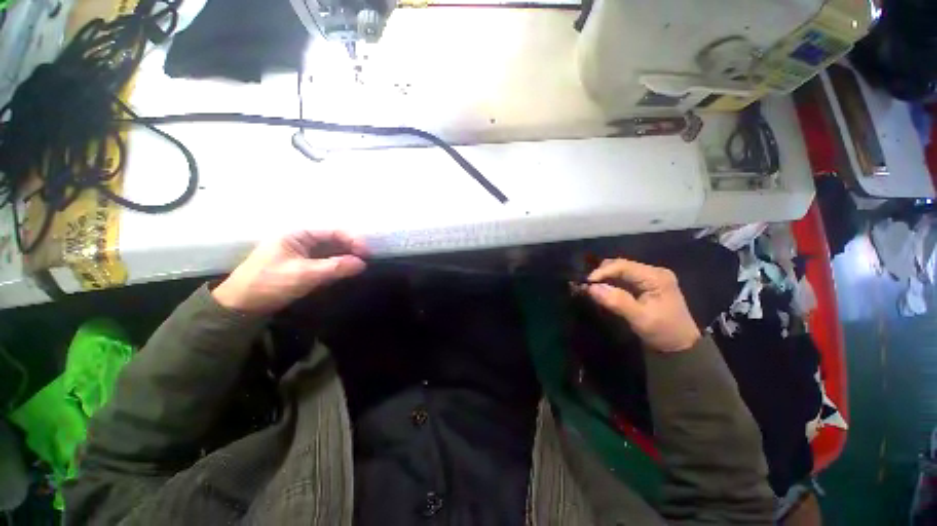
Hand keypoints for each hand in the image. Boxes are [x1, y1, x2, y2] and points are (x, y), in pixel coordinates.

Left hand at [213, 231, 367, 314]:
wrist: (240, 306)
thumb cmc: (269, 283)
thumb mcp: (303, 274)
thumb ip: (334, 267)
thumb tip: (362, 263)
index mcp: (297, 234)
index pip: (332, 232)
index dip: (352, 240)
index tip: (367, 254)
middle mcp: (300, 240)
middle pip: (333, 240)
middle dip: (350, 249)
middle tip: (366, 261)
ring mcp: (301, 253)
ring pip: (330, 252)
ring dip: (345, 259)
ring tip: (359, 267)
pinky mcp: (301, 266)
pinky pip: (324, 262)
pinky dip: (336, 267)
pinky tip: (345, 272)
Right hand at [586, 259, 700, 352]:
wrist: (680, 347)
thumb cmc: (663, 332)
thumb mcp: (640, 318)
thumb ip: (616, 301)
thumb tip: (591, 288)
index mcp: (656, 277)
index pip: (623, 266)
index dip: (602, 272)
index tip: (586, 282)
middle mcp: (653, 272)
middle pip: (620, 265)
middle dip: (602, 273)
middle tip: (587, 286)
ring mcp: (649, 277)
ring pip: (619, 270)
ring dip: (604, 278)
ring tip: (591, 288)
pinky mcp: (644, 284)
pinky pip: (622, 278)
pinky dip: (610, 282)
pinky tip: (602, 290)